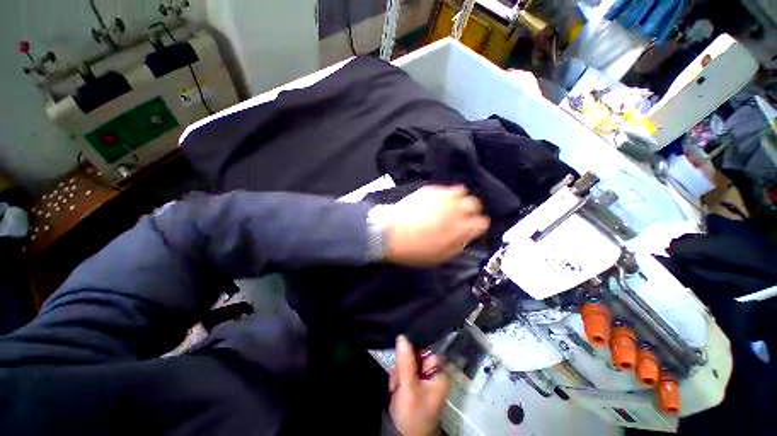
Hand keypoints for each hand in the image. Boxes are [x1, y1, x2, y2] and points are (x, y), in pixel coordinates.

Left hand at [384, 185, 489, 265]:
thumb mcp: (440, 256)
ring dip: (459, 199)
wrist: (388, 233)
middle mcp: (454, 209)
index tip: (474, 228)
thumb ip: (458, 244)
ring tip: (450, 206)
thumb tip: (466, 237)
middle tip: (463, 216)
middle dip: (472, 210)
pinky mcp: (429, 190)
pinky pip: (444, 188)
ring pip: (462, 191)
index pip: (481, 223)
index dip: (478, 226)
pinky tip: (437, 202)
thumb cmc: (414, 249)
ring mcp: (441, 197)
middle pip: (475, 203)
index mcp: (458, 228)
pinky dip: (445, 195)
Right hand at [390, 335, 449, 435]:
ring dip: (400, 372)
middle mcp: (434, 372)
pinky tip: (397, 389)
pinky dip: (399, 378)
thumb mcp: (409, 387)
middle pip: (417, 353)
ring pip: (409, 361)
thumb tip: (402, 337)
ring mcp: (425, 377)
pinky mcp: (416, 382)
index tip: (404, 350)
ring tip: (398, 387)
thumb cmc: (413, 414)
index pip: (430, 347)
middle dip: (404, 364)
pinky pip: (405, 370)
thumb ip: (406, 362)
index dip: (416, 345)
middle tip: (400, 379)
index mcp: (440, 372)